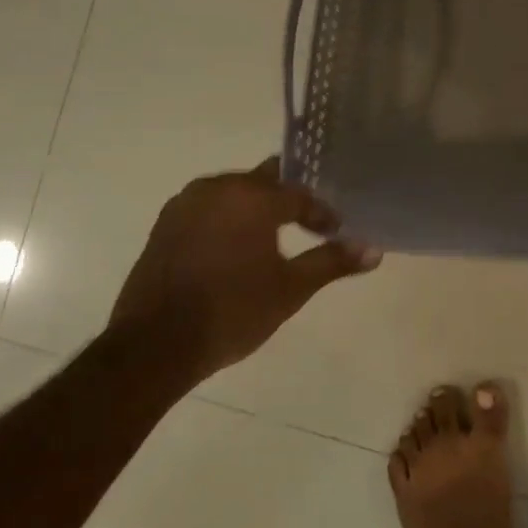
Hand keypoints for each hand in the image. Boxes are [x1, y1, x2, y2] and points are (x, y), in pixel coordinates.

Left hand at [109, 159, 380, 377]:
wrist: (154, 345)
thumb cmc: (232, 312)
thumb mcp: (291, 289)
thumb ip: (332, 262)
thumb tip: (373, 250)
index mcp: (251, 197)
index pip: (299, 194)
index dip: (321, 213)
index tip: (335, 231)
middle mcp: (217, 188)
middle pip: (265, 181)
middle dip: (289, 200)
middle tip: (310, 223)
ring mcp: (185, 204)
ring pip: (233, 192)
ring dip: (256, 208)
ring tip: (275, 235)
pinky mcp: (164, 225)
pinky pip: (208, 208)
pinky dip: (228, 219)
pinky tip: (235, 247)